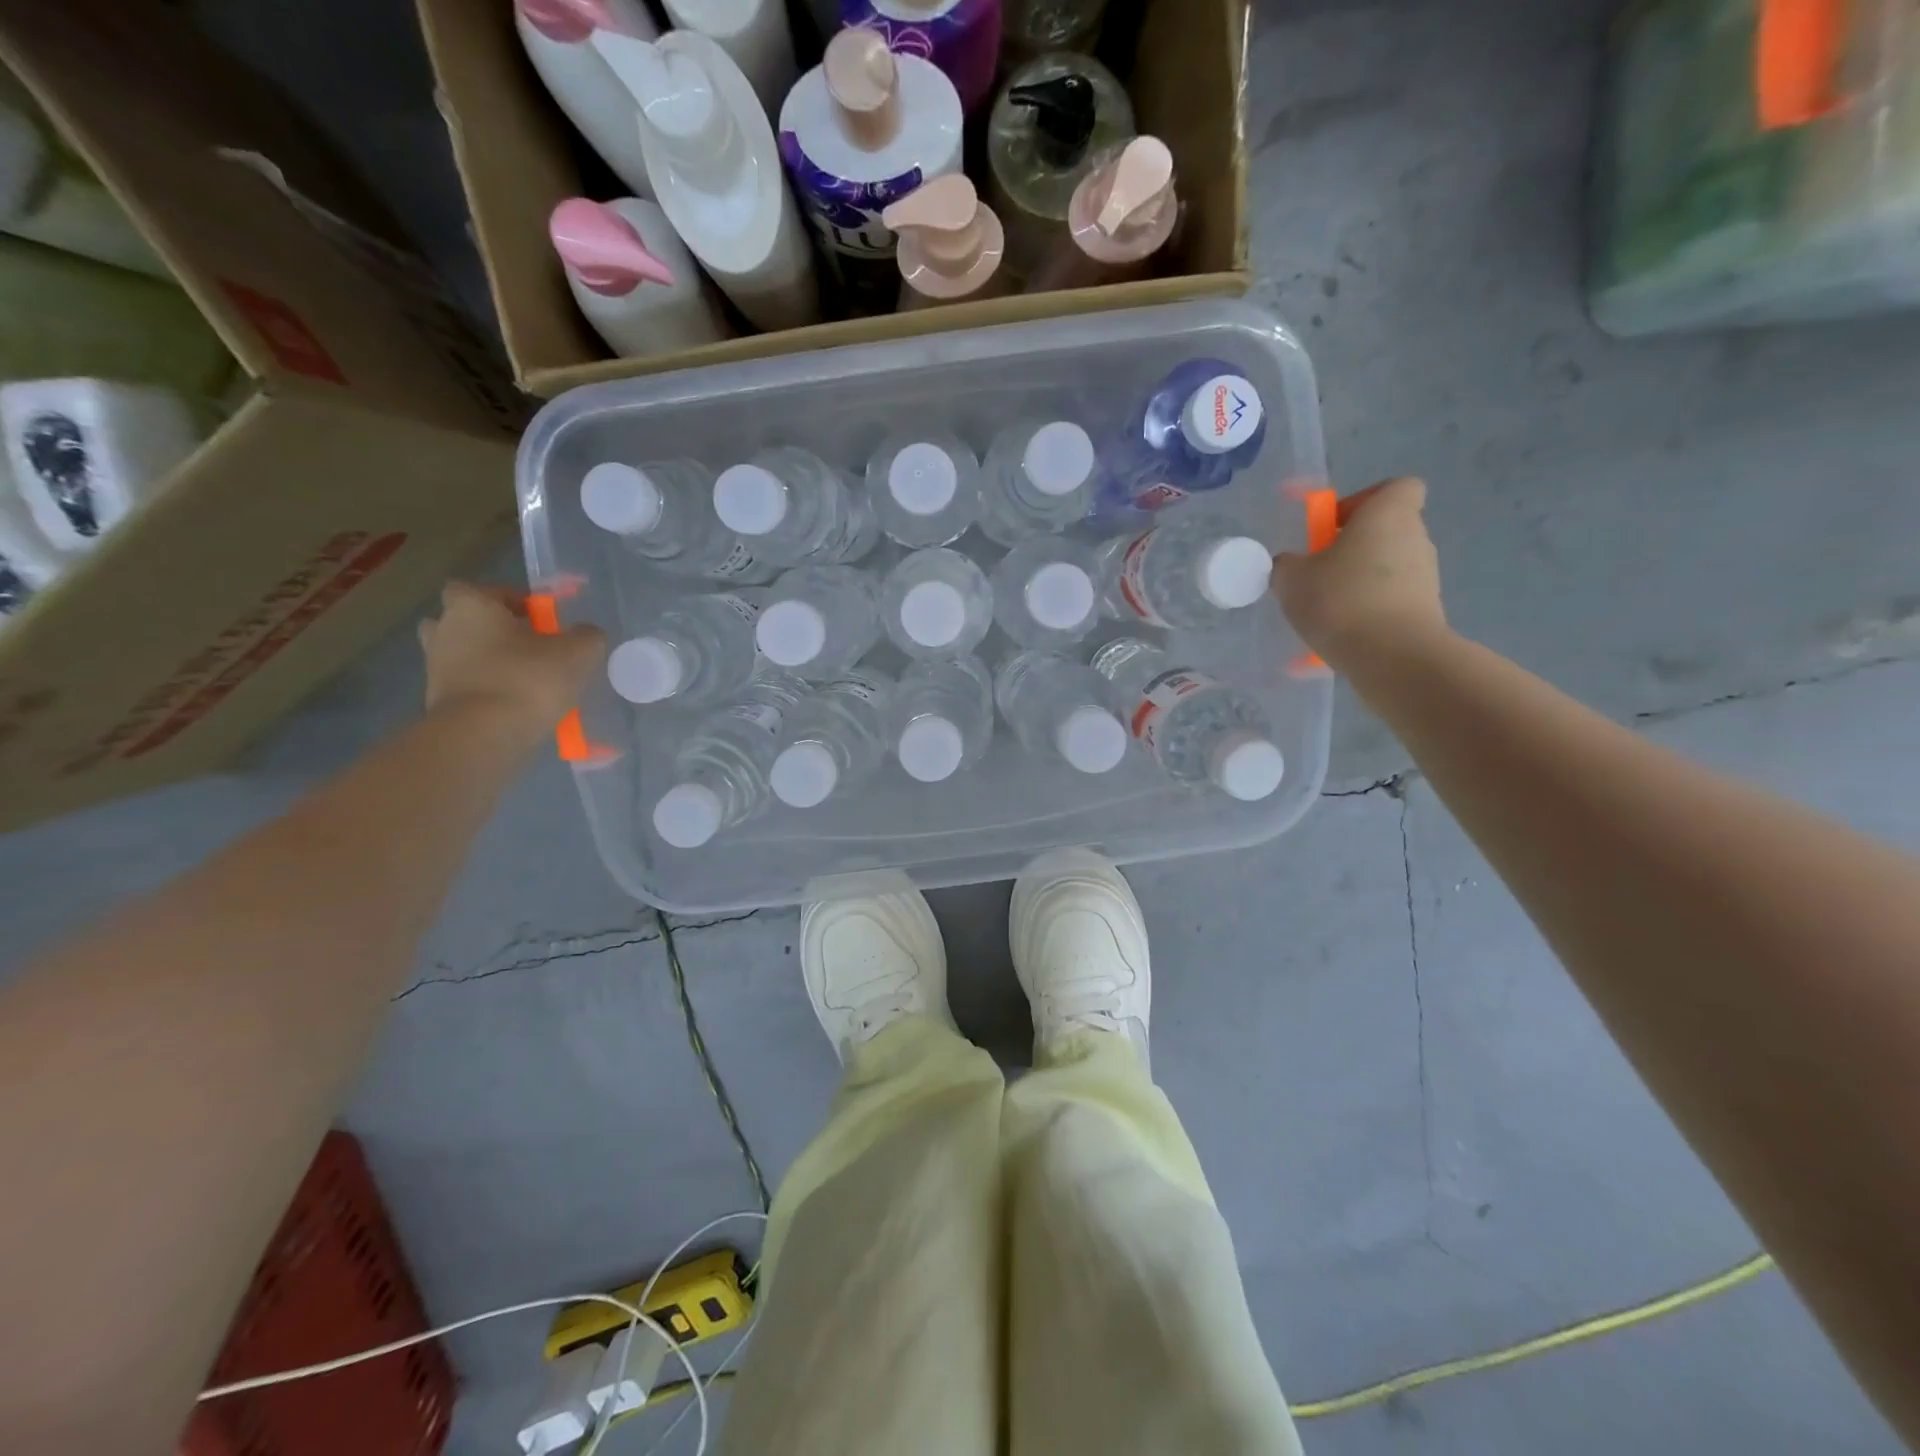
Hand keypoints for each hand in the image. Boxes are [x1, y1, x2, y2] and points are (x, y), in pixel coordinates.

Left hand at [417, 582, 603, 743]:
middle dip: (493, 631)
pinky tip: (519, 707)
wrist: (483, 737)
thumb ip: (587, 636)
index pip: (480, 589)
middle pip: (465, 622)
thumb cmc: (527, 679)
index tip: (538, 619)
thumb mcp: (577, 652)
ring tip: (527, 681)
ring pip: (464, 657)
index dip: (509, 599)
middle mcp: (443, 631)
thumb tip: (587, 634)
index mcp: (470, 606)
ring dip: (489, 664)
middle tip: (528, 647)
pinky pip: (468, 688)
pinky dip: (488, 693)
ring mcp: (435, 668)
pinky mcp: (438, 703)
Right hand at [1273, 477, 1446, 668]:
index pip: (1395, 488)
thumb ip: (1288, 565)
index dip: (1364, 501)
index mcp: (1388, 514)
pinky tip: (1345, 633)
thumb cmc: (1341, 599)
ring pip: (1388, 568)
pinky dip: (1370, 610)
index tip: (1334, 527)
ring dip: (1360, 581)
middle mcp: (1416, 538)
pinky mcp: (1427, 611)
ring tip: (1328, 610)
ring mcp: (1426, 576)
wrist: (1392, 655)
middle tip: (1320, 573)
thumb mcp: (1292, 579)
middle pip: (1387, 531)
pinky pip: (1392, 600)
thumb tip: (1292, 565)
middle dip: (1354, 548)